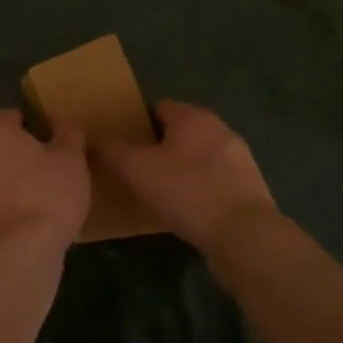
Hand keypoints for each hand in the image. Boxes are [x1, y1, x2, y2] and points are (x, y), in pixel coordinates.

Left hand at [0, 109, 89, 252]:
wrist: (18, 252)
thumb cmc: (47, 194)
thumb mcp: (71, 159)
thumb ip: (68, 136)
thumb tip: (65, 124)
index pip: (10, 117)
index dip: (32, 125)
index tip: (51, 139)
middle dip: (17, 154)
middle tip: (47, 168)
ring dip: (7, 182)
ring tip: (38, 197)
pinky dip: (2, 207)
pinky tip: (25, 220)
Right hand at [94, 101, 276, 250]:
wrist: (244, 235)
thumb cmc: (187, 191)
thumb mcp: (137, 169)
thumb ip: (112, 151)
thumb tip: (92, 140)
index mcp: (193, 117)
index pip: (158, 107)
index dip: (137, 123)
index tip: (120, 144)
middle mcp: (219, 129)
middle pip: (180, 131)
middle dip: (158, 146)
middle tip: (135, 169)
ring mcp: (239, 158)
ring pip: (199, 156)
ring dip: (180, 168)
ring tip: (158, 192)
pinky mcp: (250, 187)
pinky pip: (214, 180)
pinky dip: (199, 188)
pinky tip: (186, 210)